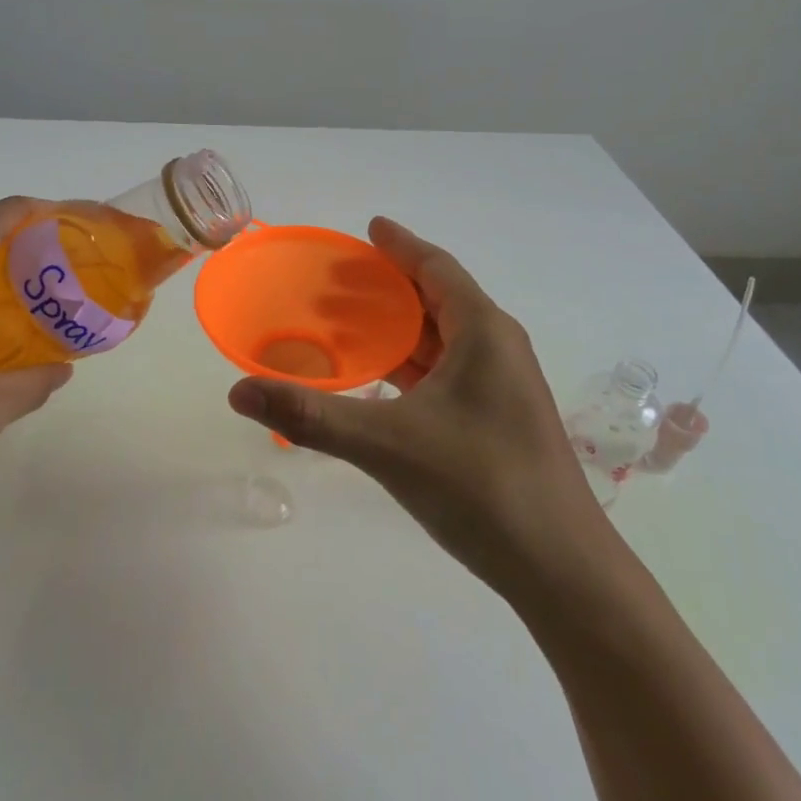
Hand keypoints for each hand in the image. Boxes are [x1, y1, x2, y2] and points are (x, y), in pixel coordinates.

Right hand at [226, 217, 618, 600]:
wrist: (562, 572)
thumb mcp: (387, 444)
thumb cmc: (481, 487)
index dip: (401, 245)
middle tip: (335, 281)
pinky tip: (378, 381)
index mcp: (483, 332)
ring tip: (346, 325)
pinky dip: (410, 365)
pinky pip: (447, 372)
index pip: (437, 268)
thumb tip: (238, 392)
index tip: (369, 228)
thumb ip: (311, 416)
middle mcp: (497, 349)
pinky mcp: (497, 420)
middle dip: (389, 287)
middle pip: (438, 298)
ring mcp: (501, 387)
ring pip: (442, 339)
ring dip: (397, 328)